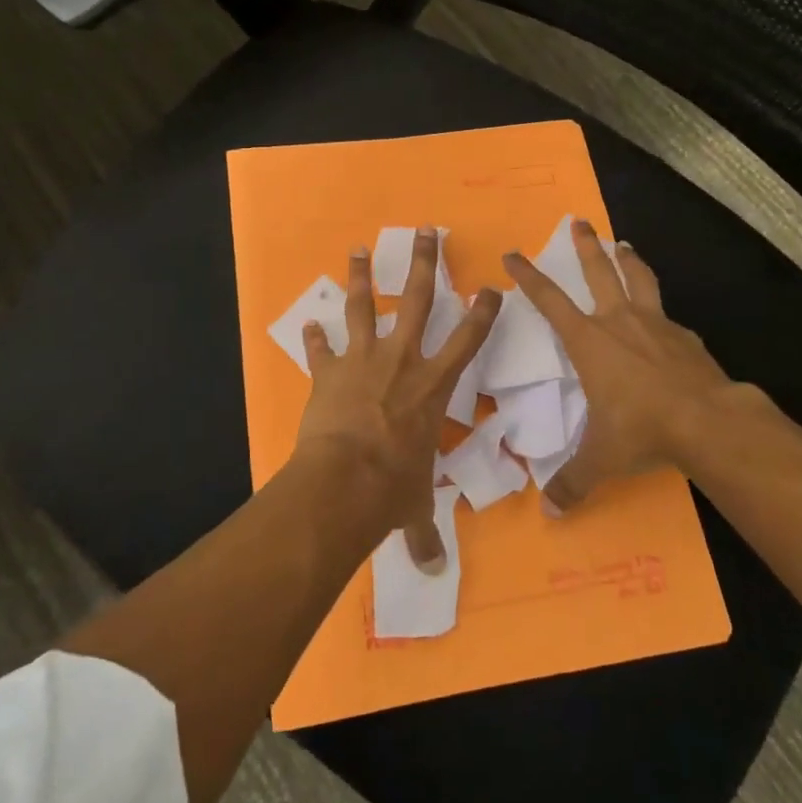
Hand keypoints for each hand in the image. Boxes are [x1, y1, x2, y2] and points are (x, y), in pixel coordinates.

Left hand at [293, 228, 499, 569]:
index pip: (468, 340)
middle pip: (417, 299)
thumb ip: (423, 531)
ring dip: (361, 277)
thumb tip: (432, 570)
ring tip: (359, 249)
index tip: (491, 286)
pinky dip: (315, 338)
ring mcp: (363, 360)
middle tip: (426, 231)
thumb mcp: (414, 506)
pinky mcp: (328, 371)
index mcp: (433, 386)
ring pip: (364, 306)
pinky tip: (309, 324)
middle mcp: (402, 361)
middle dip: (424, 263)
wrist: (344, 481)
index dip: (483, 311)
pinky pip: (321, 348)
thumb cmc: (392, 487)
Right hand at [503, 220, 762, 513]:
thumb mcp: (600, 458)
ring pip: (639, 279)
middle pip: (599, 271)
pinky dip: (661, 312)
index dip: (529, 276)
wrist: (707, 421)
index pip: (550, 300)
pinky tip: (666, 321)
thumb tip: (548, 511)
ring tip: (625, 244)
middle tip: (578, 221)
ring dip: (629, 260)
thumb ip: (572, 481)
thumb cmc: (641, 429)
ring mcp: (656, 324)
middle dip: (585, 245)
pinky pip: (668, 317)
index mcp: (589, 341)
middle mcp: (619, 322)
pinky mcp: (686, 337)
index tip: (514, 254)